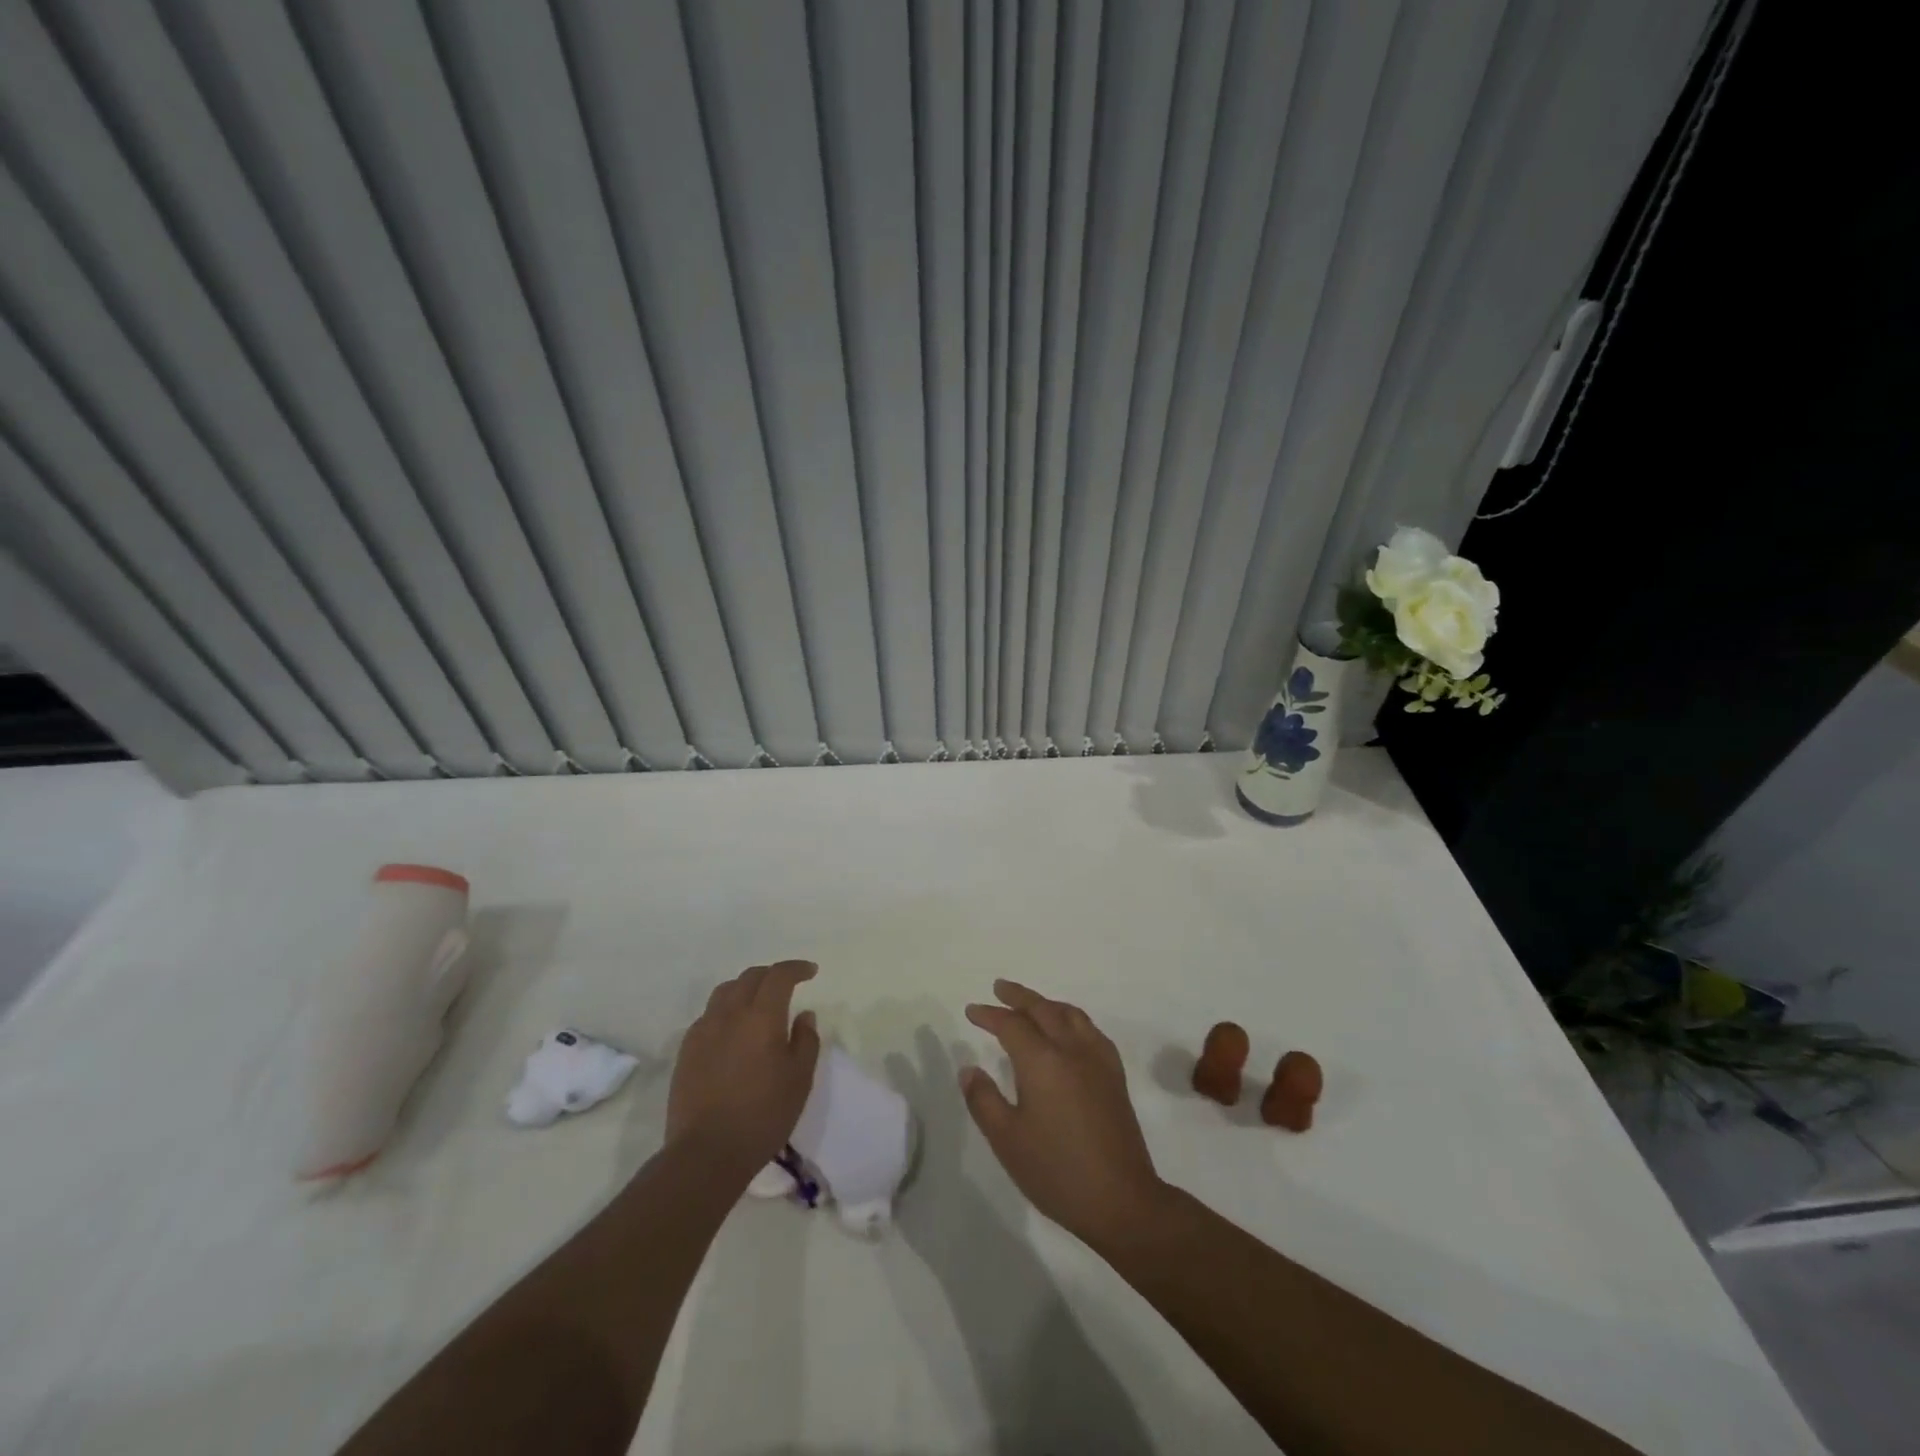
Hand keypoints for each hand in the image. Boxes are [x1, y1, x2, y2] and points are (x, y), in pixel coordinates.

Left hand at [667, 961, 820, 1170]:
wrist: (706, 1152)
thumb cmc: (763, 1115)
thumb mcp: (800, 1079)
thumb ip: (806, 1040)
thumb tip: (804, 1014)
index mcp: (761, 1016)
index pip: (779, 975)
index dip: (796, 968)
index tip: (811, 972)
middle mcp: (730, 1013)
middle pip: (750, 977)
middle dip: (772, 974)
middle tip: (787, 985)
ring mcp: (703, 1030)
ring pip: (725, 991)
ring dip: (746, 988)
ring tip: (758, 1003)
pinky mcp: (686, 1050)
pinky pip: (709, 1015)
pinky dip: (726, 1010)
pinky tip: (732, 1030)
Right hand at [960, 979, 1166, 1250]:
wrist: (1122, 1200)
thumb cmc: (1057, 1172)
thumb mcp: (1007, 1140)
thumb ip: (984, 1100)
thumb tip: (969, 1069)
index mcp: (1042, 1062)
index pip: (1011, 1025)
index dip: (989, 1015)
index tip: (972, 1011)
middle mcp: (1072, 1049)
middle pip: (1043, 1009)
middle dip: (1018, 996)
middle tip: (999, 988)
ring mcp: (1098, 1060)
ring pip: (1070, 1014)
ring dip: (1046, 1004)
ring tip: (1030, 1004)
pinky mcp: (1115, 1075)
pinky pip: (1090, 1030)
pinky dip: (1071, 1018)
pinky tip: (1068, 1031)